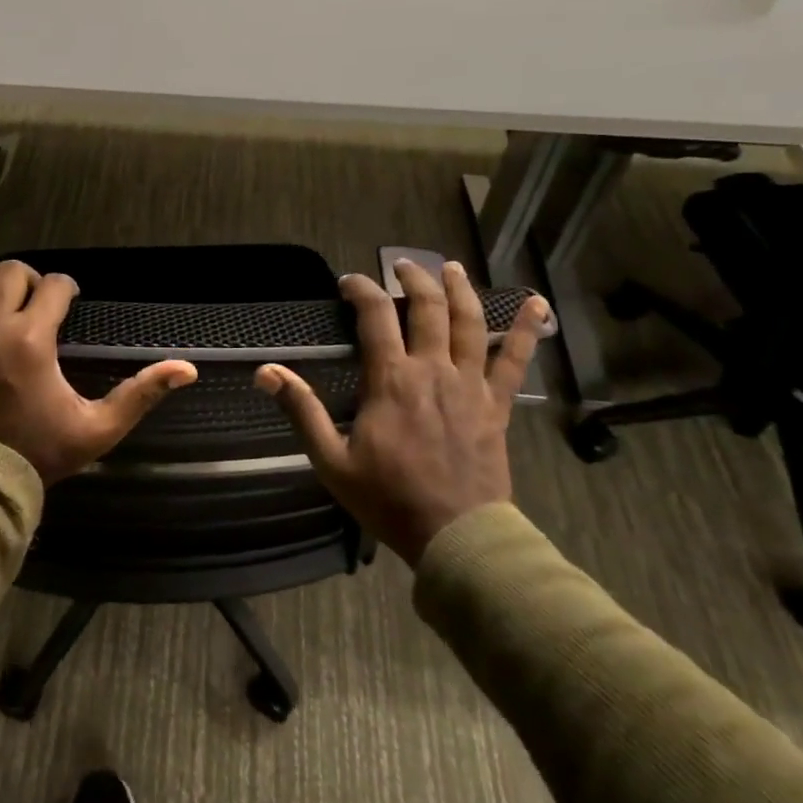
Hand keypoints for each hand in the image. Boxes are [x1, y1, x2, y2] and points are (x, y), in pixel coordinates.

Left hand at [0, 261, 197, 484]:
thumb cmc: (44, 452)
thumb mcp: (100, 427)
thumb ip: (142, 393)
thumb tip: (187, 368)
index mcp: (31, 339)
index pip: (53, 288)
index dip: (66, 289)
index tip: (70, 301)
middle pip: (9, 274)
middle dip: (29, 279)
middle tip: (37, 300)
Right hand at [255, 259, 548, 566]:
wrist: (456, 536)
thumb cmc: (388, 498)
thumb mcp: (331, 459)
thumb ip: (301, 409)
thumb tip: (265, 371)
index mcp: (391, 379)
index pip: (374, 315)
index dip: (361, 289)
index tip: (348, 282)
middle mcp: (433, 369)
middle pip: (427, 307)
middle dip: (413, 278)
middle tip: (403, 265)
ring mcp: (470, 384)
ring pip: (470, 322)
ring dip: (460, 290)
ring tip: (453, 268)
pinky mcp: (496, 404)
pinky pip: (514, 360)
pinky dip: (528, 329)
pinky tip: (537, 303)